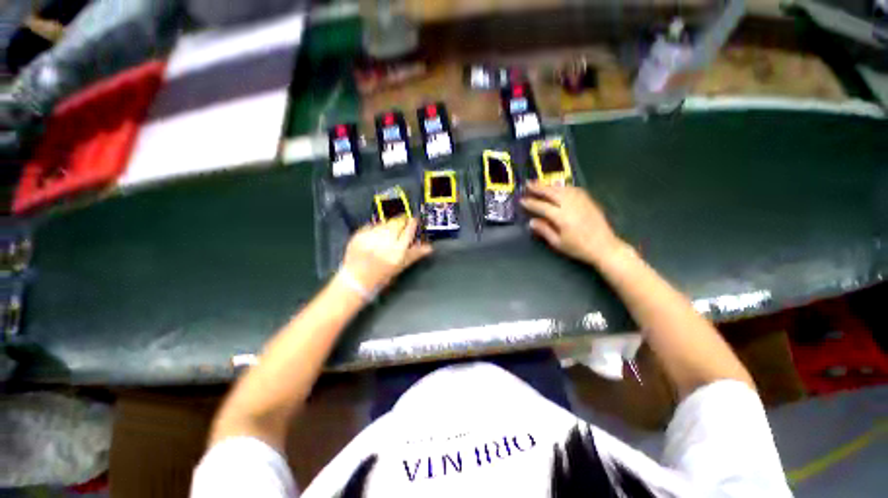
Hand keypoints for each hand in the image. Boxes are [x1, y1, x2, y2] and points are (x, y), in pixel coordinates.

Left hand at [340, 218, 432, 291]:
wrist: (355, 281)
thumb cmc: (380, 277)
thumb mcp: (400, 266)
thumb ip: (415, 254)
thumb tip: (428, 247)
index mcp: (397, 252)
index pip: (409, 230)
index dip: (413, 223)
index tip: (414, 220)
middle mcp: (384, 243)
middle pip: (397, 222)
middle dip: (402, 221)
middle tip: (403, 222)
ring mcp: (370, 238)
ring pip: (385, 222)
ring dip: (390, 223)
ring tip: (389, 230)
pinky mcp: (359, 235)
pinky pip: (372, 225)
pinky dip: (377, 227)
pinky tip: (377, 234)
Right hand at [521, 182, 622, 264]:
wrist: (605, 247)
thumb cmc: (579, 248)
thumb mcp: (558, 243)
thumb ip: (544, 230)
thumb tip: (532, 222)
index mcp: (562, 217)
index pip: (542, 206)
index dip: (530, 203)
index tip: (522, 200)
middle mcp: (571, 205)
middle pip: (552, 192)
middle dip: (538, 187)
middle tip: (528, 183)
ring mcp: (581, 201)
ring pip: (562, 188)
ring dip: (549, 185)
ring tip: (539, 183)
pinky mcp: (588, 200)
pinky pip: (573, 188)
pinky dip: (562, 186)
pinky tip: (557, 187)